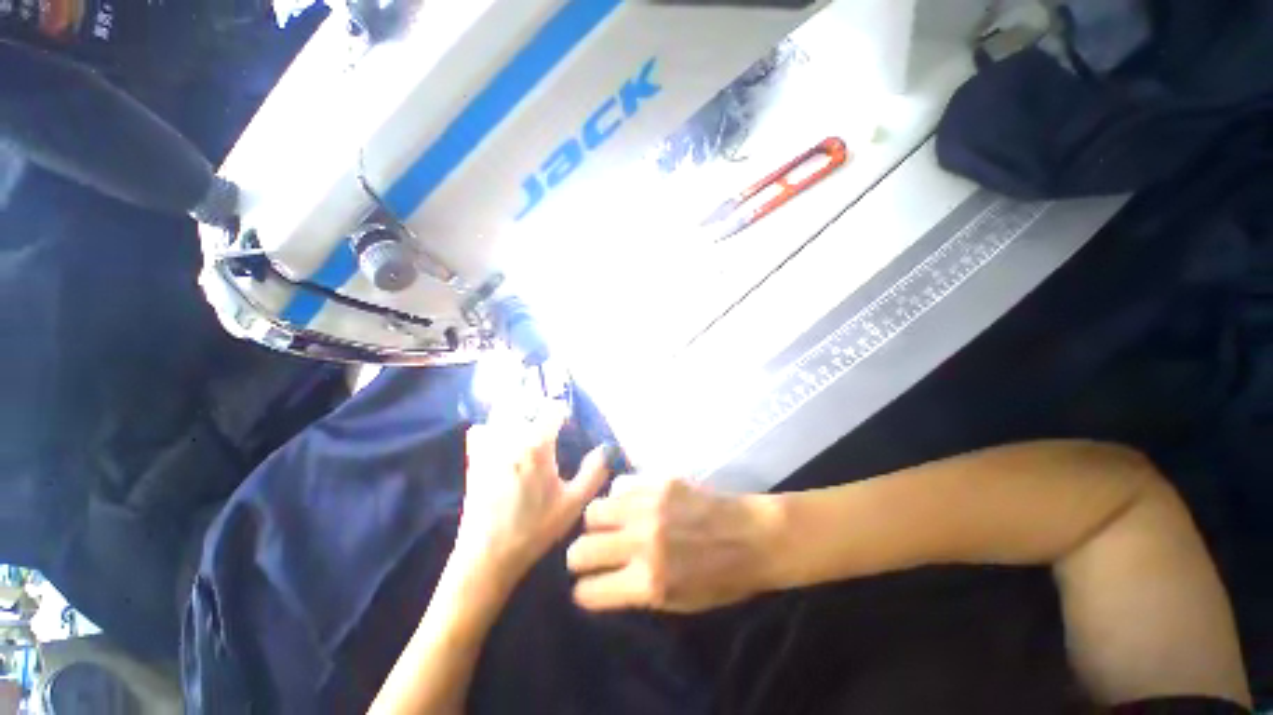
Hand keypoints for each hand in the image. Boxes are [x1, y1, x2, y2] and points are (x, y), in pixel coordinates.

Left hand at [455, 407, 611, 581]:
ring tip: (527, 427)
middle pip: (525, 404)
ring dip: (516, 413)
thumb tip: (607, 448)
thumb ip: (594, 472)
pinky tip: (501, 441)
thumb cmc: (535, 529)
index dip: (563, 413)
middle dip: (539, 408)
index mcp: (537, 445)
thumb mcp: (573, 503)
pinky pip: (480, 431)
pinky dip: (491, 428)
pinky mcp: (473, 461)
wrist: (488, 558)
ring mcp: (488, 449)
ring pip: (501, 413)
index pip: (552, 409)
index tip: (568, 424)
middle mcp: (511, 439)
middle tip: (549, 424)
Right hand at [567, 477, 778, 613]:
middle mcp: (643, 542)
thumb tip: (604, 581)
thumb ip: (637, 592)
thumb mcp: (679, 603)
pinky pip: (620, 484)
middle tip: (591, 554)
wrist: (753, 536)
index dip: (584, 592)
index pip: (589, 591)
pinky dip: (619, 496)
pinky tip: (631, 502)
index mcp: (650, 583)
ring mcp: (650, 506)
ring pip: (594, 510)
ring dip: (596, 523)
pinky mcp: (660, 481)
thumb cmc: (723, 578)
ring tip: (609, 524)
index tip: (588, 586)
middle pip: (581, 549)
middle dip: (579, 557)